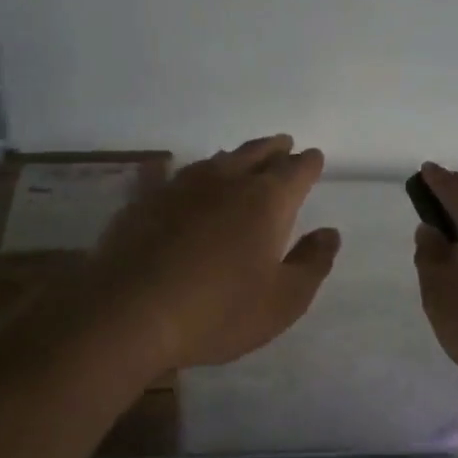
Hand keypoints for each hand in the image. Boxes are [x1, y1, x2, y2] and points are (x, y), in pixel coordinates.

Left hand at [86, 136, 339, 370]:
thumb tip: (329, 234)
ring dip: (236, 157)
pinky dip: (194, 175)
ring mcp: (181, 188)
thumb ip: (312, 264)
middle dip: (274, 149)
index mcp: (266, 201)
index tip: (314, 158)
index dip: (308, 164)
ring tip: (243, 159)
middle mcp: (226, 182)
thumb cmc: (218, 311)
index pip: (296, 171)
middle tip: (284, 145)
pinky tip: (187, 181)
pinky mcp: (145, 202)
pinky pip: (178, 176)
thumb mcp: (283, 301)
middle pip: (256, 154)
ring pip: (216, 161)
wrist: (128, 313)